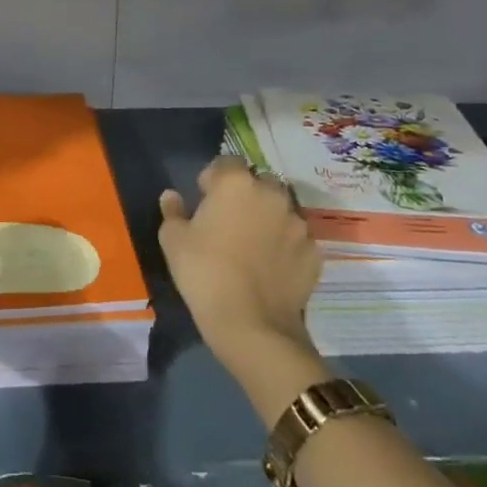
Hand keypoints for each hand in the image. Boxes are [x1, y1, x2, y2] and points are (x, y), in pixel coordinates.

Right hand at [158, 156, 320, 378]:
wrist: (252, 324)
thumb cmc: (204, 273)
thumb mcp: (173, 241)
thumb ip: (173, 212)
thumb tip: (172, 196)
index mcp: (236, 184)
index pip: (227, 162)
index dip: (214, 178)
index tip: (204, 198)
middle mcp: (272, 195)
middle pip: (260, 183)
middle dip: (247, 194)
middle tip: (231, 220)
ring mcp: (298, 224)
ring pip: (282, 210)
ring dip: (269, 219)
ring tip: (254, 245)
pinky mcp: (314, 253)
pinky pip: (297, 240)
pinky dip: (286, 246)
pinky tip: (272, 267)